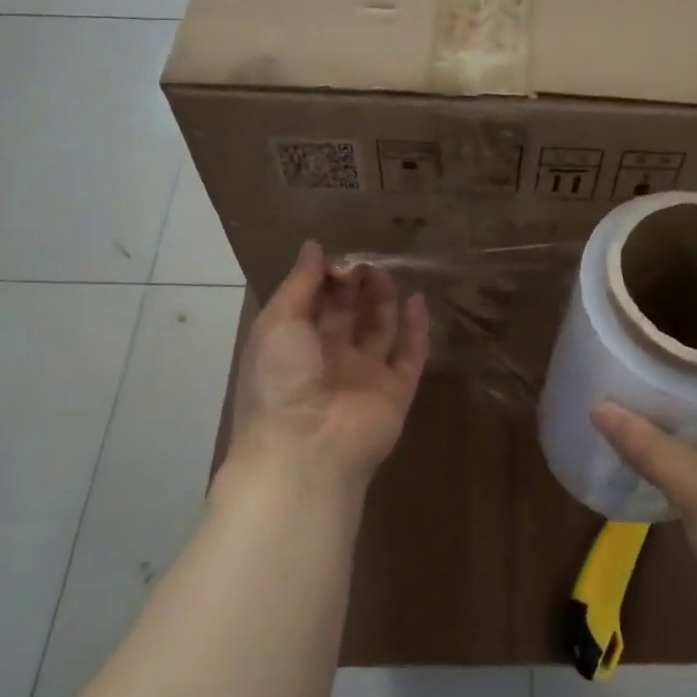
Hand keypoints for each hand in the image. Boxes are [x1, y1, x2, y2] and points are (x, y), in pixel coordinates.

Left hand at [227, 241, 429, 498]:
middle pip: (346, 313)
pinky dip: (417, 329)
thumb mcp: (278, 322)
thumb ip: (299, 283)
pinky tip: (419, 299)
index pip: (312, 302)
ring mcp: (364, 376)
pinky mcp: (396, 391)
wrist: (307, 450)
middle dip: (353, 284)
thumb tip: (313, 246)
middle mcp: (328, 359)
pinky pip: (410, 355)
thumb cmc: (281, 380)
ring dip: (382, 299)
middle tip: (363, 262)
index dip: (323, 278)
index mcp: (292, 346)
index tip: (337, 257)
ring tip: (385, 272)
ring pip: (379, 329)